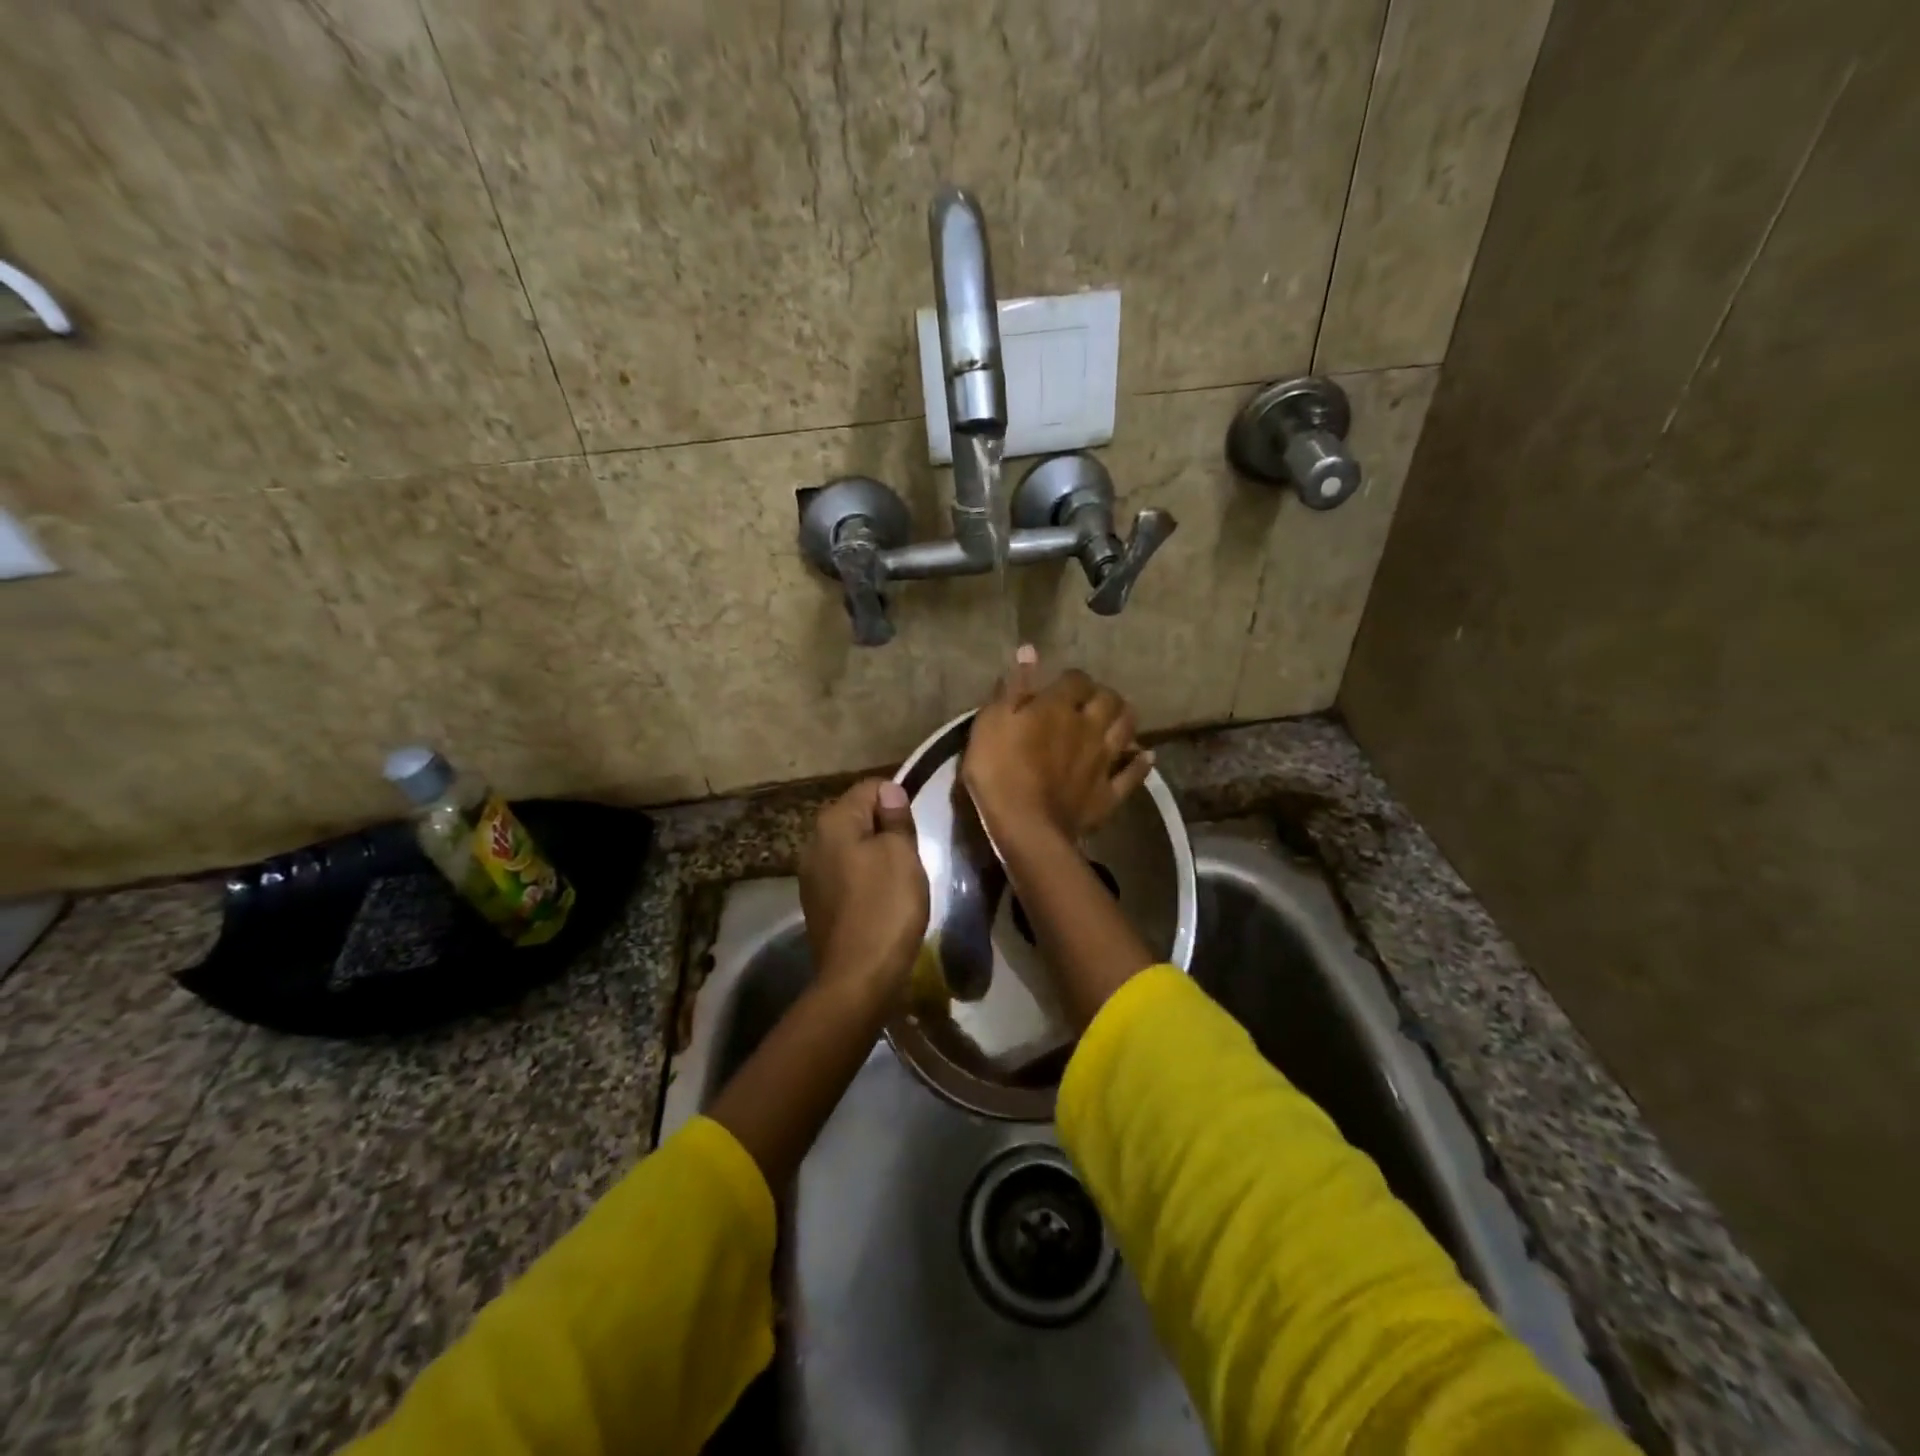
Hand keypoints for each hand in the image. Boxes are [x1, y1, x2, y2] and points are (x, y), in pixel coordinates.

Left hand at [798, 779, 928, 1001]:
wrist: (858, 976)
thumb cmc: (886, 906)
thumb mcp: (902, 854)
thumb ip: (895, 817)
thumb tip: (888, 790)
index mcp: (833, 821)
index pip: (870, 787)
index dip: (897, 799)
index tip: (915, 827)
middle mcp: (814, 841)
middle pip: (857, 816)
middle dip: (885, 827)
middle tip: (911, 853)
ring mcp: (811, 873)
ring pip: (851, 846)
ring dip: (875, 854)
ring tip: (899, 878)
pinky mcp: (816, 901)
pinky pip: (845, 874)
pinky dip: (864, 878)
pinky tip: (880, 899)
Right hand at [962, 647, 1154, 849]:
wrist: (1025, 826)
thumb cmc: (999, 770)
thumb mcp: (992, 722)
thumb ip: (1013, 688)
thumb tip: (1029, 651)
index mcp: (1058, 706)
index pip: (1075, 679)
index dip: (1072, 678)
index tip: (1063, 683)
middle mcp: (1089, 727)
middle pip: (1108, 700)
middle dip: (1104, 694)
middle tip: (1094, 699)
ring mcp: (1103, 761)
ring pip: (1127, 730)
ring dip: (1126, 718)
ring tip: (1119, 716)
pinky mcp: (1109, 793)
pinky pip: (1133, 774)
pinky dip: (1141, 763)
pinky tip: (1146, 756)